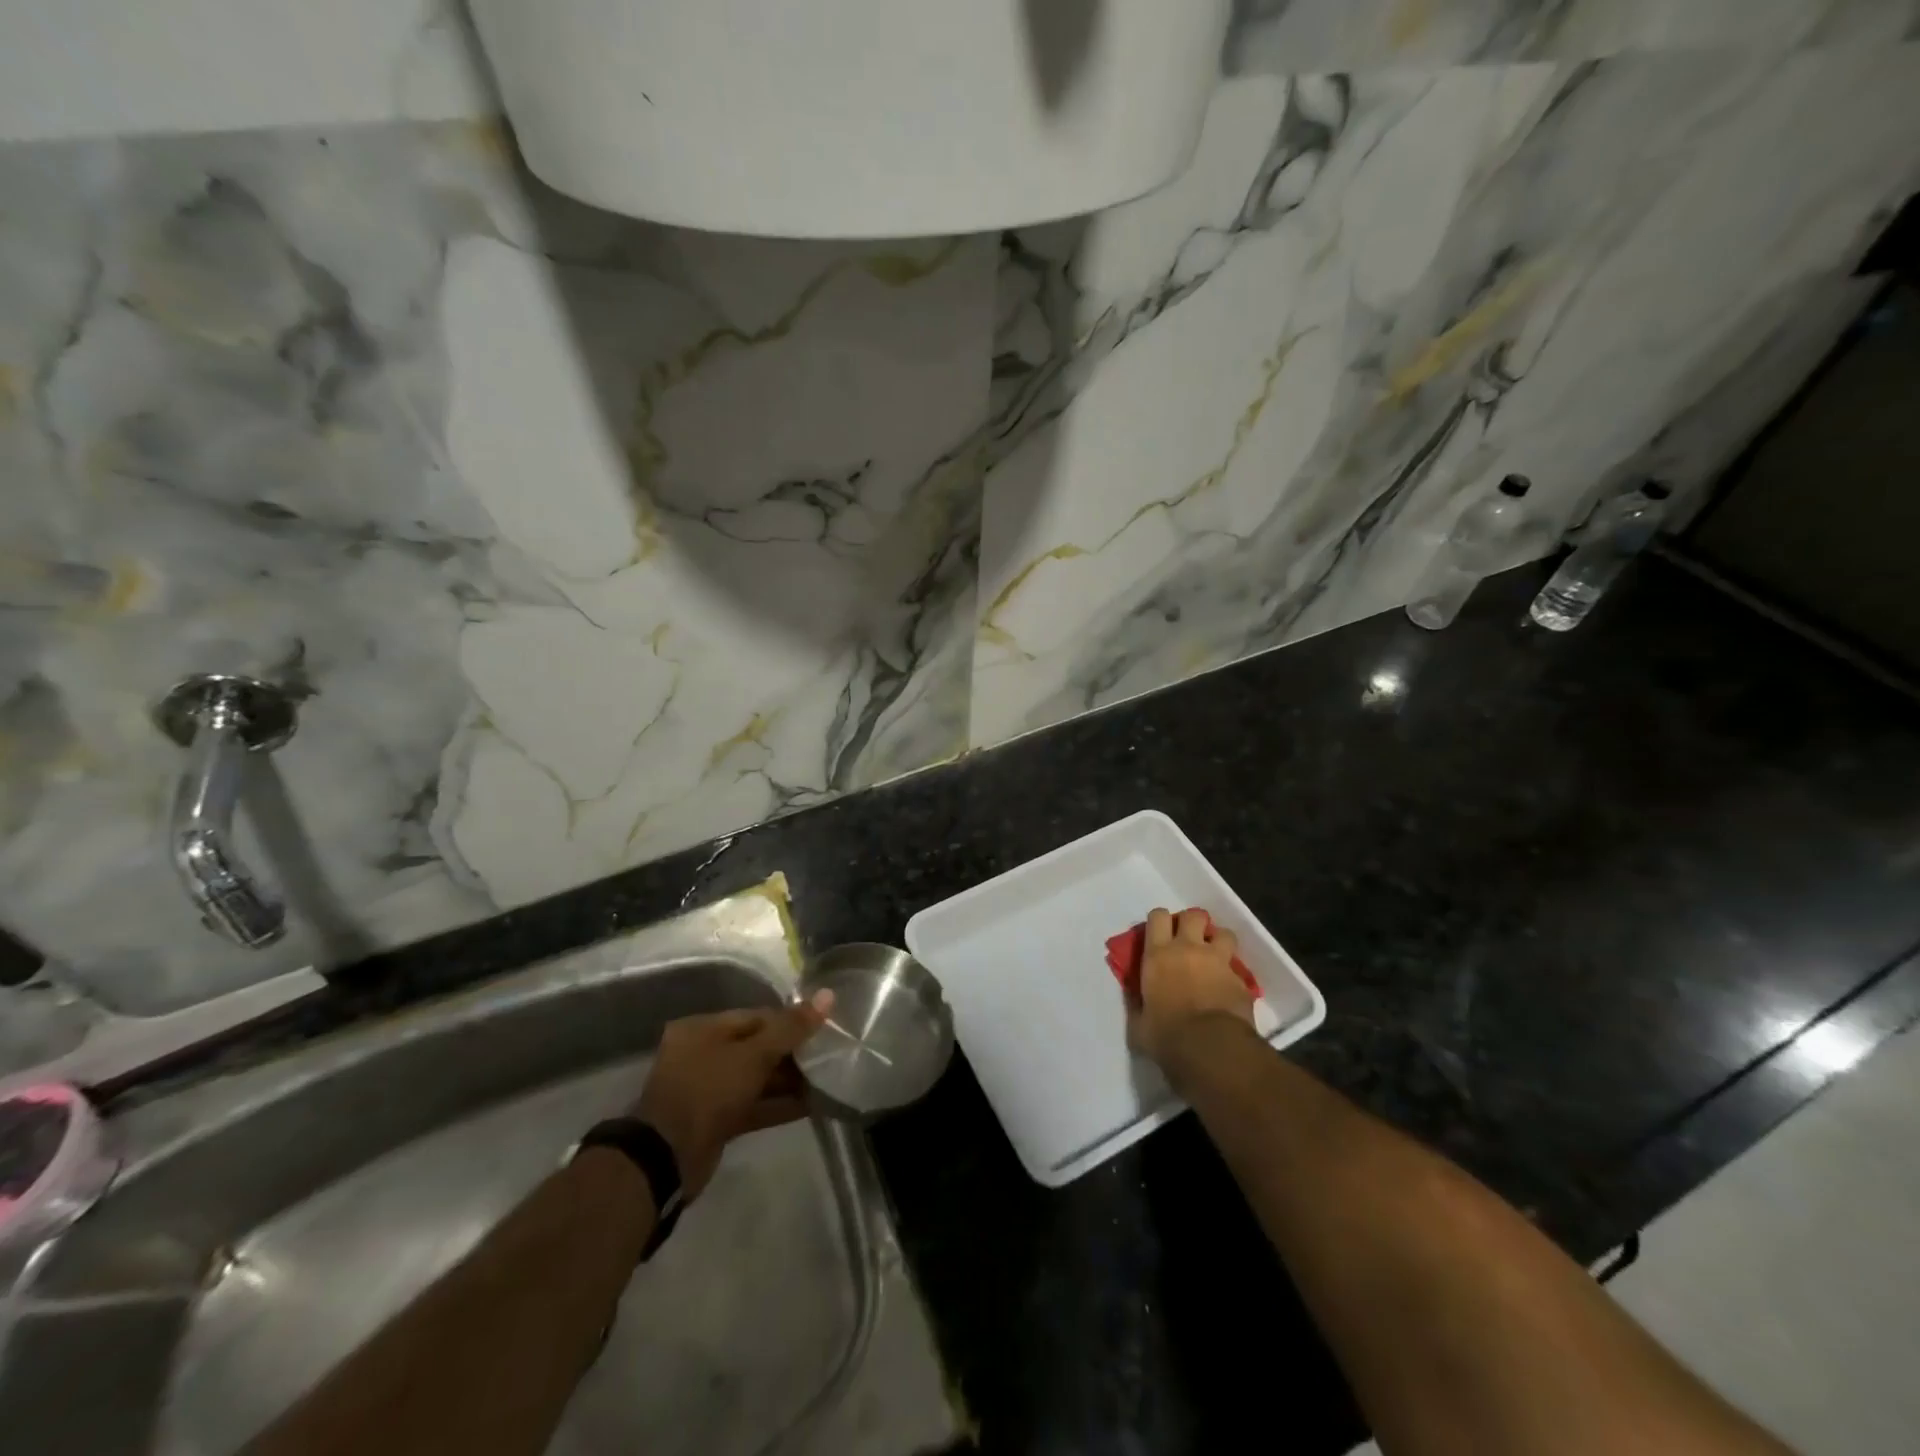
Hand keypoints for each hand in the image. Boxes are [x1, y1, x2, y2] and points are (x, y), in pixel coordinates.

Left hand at [631, 993, 831, 1197]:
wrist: (666, 1158)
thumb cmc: (708, 1090)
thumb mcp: (754, 1054)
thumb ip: (792, 1027)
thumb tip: (828, 995)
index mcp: (703, 1029)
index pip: (756, 1016)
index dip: (790, 1021)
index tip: (823, 1028)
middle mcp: (703, 1054)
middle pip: (757, 1047)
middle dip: (792, 1054)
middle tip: (828, 1056)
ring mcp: (708, 1090)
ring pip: (756, 1079)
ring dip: (789, 1081)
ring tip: (827, 1080)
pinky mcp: (716, 1122)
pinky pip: (753, 1106)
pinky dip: (779, 1105)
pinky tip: (812, 1106)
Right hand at [1127, 907, 1255, 1074]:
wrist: (1213, 1050)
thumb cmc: (1168, 1037)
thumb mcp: (1139, 1024)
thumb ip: (1137, 1006)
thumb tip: (1135, 999)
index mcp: (1158, 956)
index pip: (1158, 916)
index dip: (1160, 921)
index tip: (1159, 934)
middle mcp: (1189, 949)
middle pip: (1194, 915)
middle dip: (1193, 923)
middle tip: (1190, 940)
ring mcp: (1219, 963)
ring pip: (1224, 934)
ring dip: (1219, 942)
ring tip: (1214, 958)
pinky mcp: (1241, 981)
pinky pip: (1237, 970)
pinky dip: (1232, 976)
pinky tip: (1228, 991)